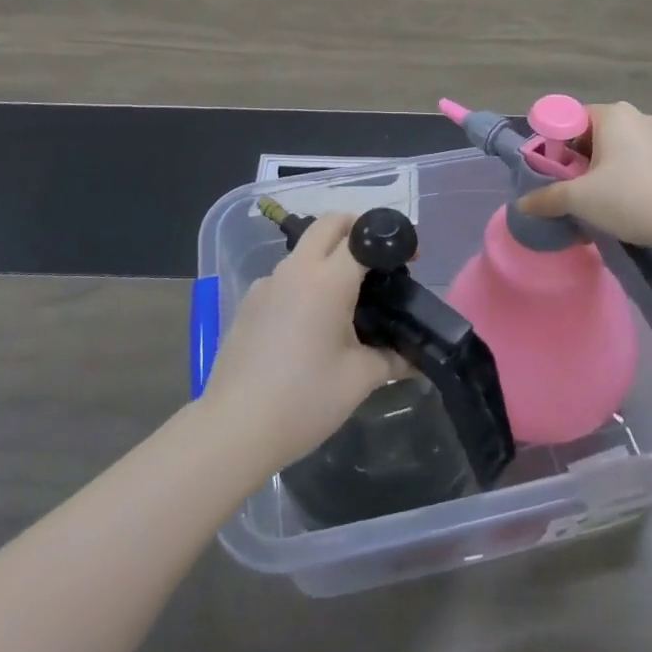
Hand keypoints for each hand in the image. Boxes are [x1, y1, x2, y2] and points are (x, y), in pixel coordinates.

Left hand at [200, 213, 395, 471]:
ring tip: (346, 299)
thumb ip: (392, 359)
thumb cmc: (304, 400)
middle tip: (376, 261)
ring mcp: (267, 283)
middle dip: (355, 229)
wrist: (235, 428)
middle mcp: (295, 269)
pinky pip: (284, 277)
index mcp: (327, 280)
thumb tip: (416, 359)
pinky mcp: (249, 301)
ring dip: (327, 257)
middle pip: (328, 224)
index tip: (407, 259)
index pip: (361, 236)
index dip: (388, 241)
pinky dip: (304, 282)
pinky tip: (309, 324)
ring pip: (304, 249)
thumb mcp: (359, 380)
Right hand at [518, 102, 651, 250]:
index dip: (555, 146)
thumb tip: (522, 205)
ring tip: (597, 203)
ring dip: (601, 172)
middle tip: (571, 191)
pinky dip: (624, 177)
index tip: (553, 174)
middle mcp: (637, 117)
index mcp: (612, 114)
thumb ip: (547, 198)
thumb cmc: (631, 198)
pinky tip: (624, 205)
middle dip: (577, 161)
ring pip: (616, 150)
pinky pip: (637, 161)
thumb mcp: (580, 199)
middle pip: (592, 135)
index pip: (569, 119)